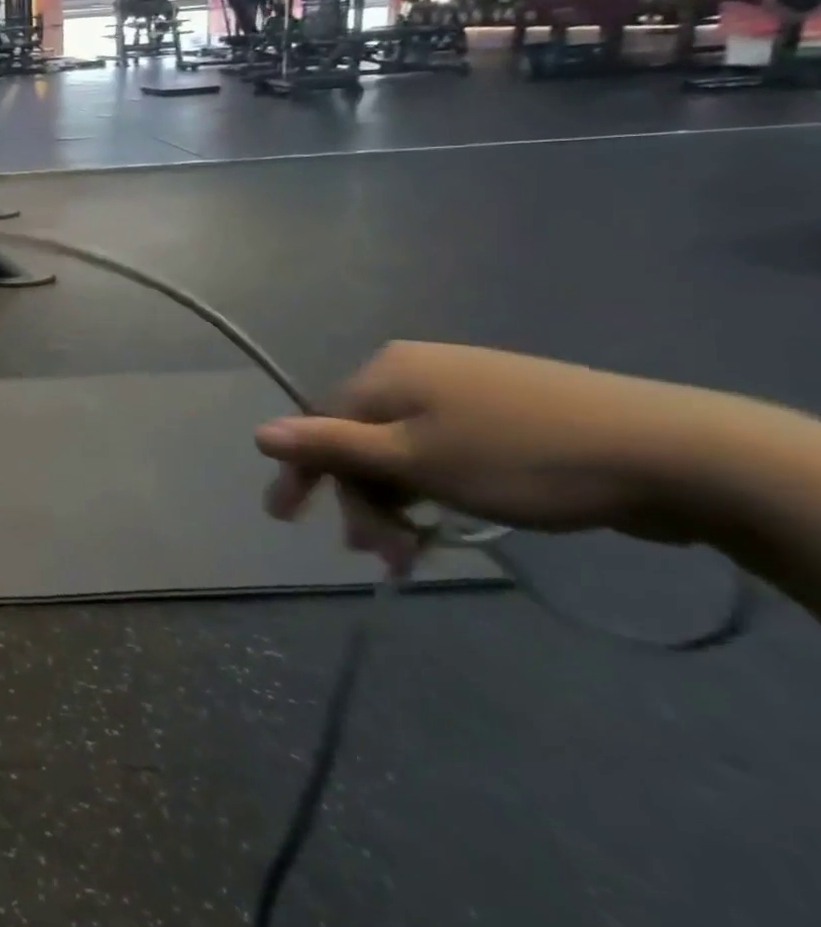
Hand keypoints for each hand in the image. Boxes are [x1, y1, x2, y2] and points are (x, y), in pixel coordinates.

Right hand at [254, 342, 745, 568]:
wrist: (668, 452)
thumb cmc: (520, 458)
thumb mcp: (416, 459)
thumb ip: (333, 446)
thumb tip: (258, 433)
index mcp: (387, 372)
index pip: (322, 424)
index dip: (304, 473)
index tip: (284, 518)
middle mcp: (415, 370)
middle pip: (363, 439)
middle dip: (363, 499)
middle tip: (379, 556)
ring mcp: (462, 389)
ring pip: (404, 449)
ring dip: (399, 502)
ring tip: (415, 551)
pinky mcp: (502, 412)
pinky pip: (441, 450)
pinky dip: (433, 489)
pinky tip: (447, 519)